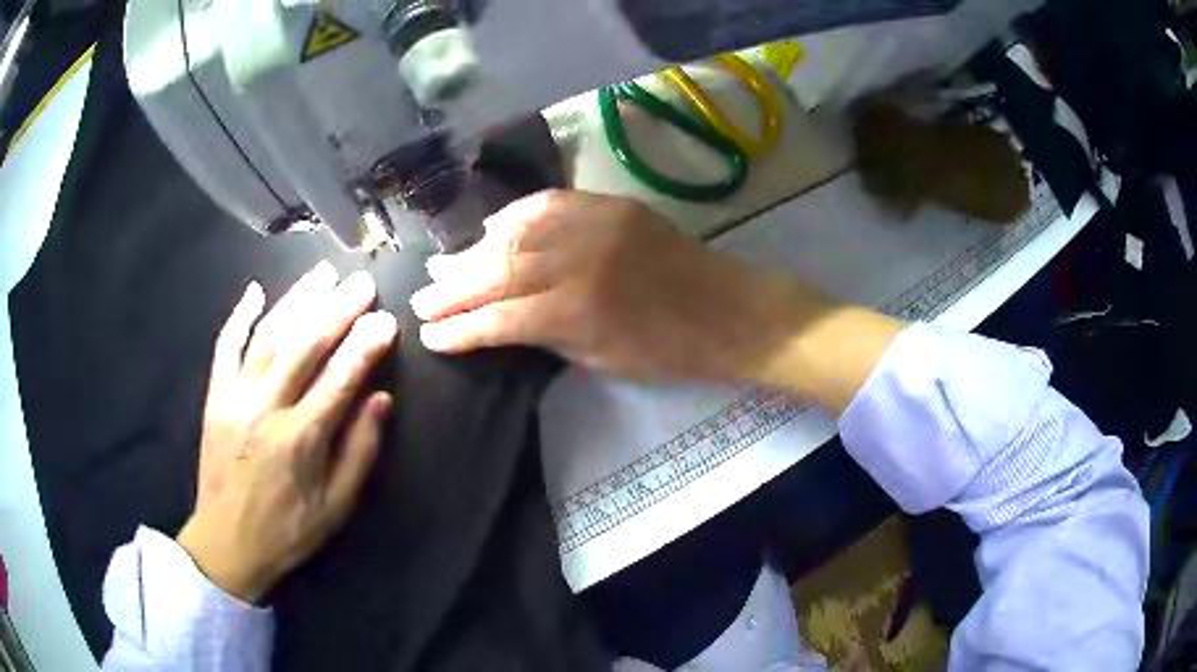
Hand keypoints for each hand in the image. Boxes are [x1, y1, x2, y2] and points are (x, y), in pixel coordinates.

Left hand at [178, 262, 397, 603]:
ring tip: (323, 273)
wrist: (226, 542)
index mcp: (299, 440)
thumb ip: (359, 452)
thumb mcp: (336, 507)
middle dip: (337, 309)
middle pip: (304, 345)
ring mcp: (234, 397)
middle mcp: (265, 408)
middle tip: (362, 282)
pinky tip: (256, 291)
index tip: (387, 320)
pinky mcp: (214, 396)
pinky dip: (239, 316)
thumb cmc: (287, 531)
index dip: (365, 346)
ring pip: (268, 335)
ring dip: (297, 300)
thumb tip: (382, 399)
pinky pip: (225, 347)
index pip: (339, 379)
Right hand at [410, 190, 827, 383]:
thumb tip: (505, 320)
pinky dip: (514, 216)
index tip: (429, 336)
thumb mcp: (602, 358)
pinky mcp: (609, 205)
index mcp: (575, 312)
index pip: (498, 319)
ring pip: (515, 233)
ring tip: (444, 264)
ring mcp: (593, 225)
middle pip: (497, 271)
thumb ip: (549, 334)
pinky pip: (548, 205)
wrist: (728, 309)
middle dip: (453, 288)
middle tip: (421, 297)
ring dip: (474, 250)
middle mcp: (576, 261)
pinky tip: (491, 229)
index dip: (459, 330)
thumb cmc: (670, 351)